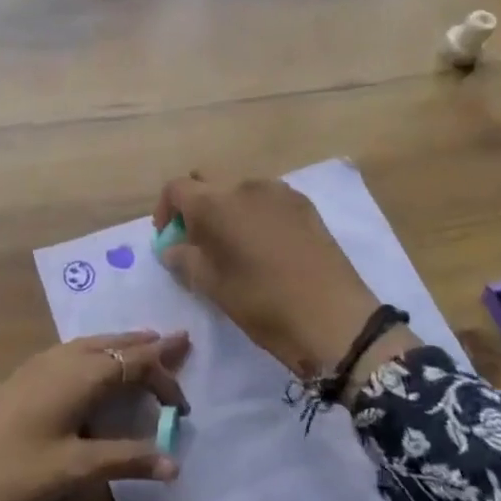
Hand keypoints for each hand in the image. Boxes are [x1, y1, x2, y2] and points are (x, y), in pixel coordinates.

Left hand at [0, 332, 189, 500]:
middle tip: (180, 339)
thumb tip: (174, 462)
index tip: (183, 409)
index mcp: (80, 374)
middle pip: (115, 344)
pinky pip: (75, 352)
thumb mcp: (75, 469)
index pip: (135, 363)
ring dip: (122, 345)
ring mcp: (40, 365)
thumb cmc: (16, 473)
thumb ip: (126, 459)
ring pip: (93, 345)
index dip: (164, 379)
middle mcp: (63, 359)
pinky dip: (99, 352)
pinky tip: (97, 365)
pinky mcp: (26, 377)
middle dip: (148, 345)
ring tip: (146, 344)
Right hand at [155, 174, 409, 392]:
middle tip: (197, 241)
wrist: (334, 318)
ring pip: (239, 189)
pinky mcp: (304, 204)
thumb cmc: (262, 303)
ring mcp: (279, 191)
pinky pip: (267, 199)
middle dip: (196, 205)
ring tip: (234, 245)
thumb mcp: (212, 287)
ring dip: (227, 209)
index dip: (166, 210)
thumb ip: (184, 260)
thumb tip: (172, 247)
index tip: (169, 238)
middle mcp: (244, 185)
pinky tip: (266, 246)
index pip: (176, 188)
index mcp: (215, 203)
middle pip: (207, 182)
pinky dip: (255, 213)